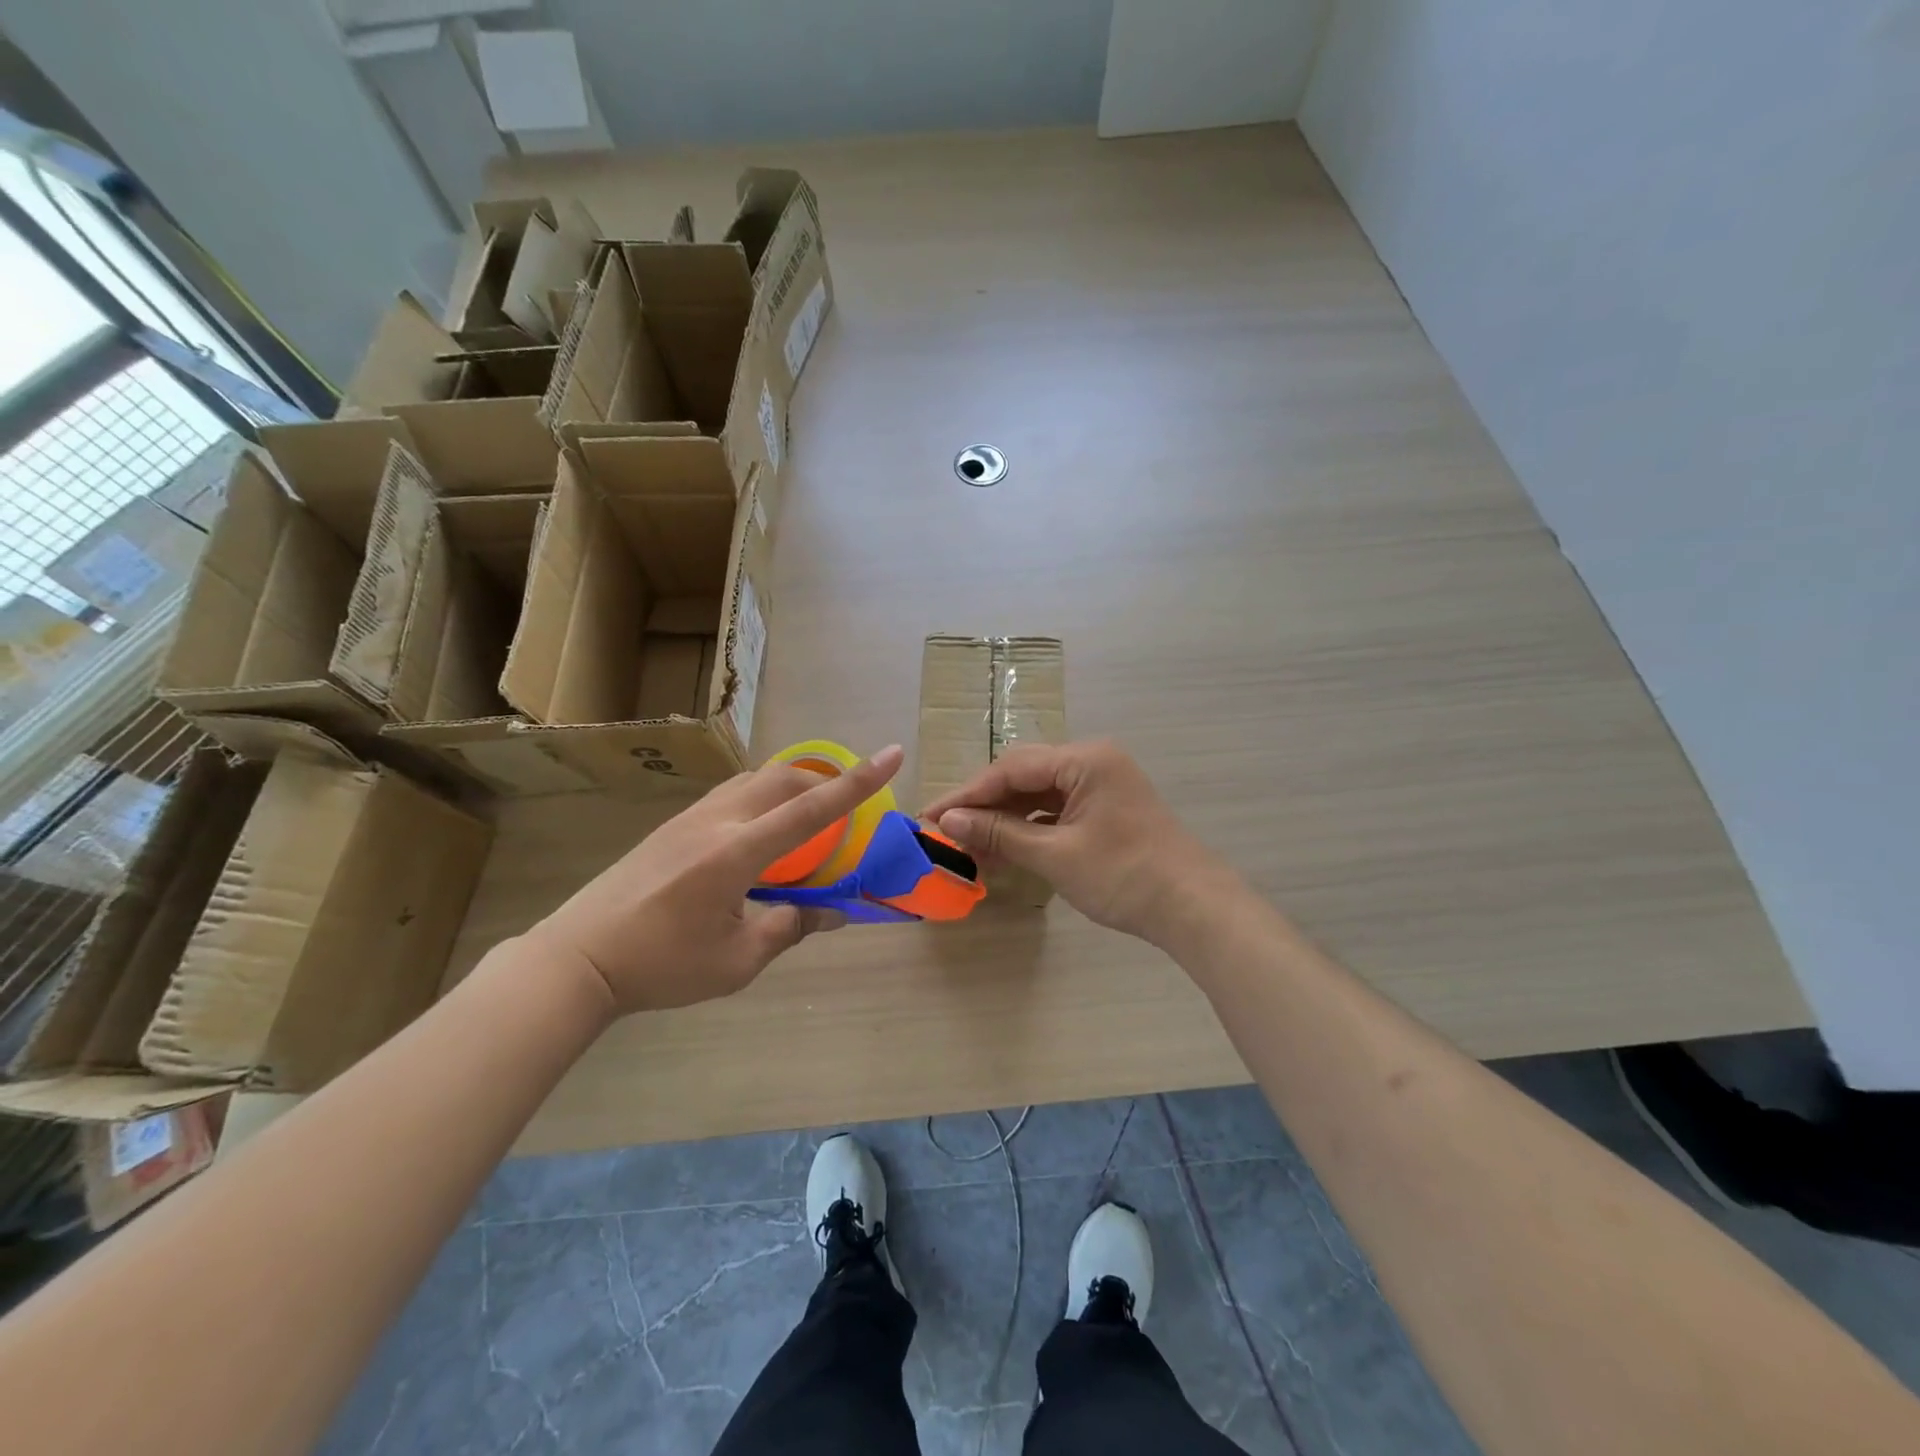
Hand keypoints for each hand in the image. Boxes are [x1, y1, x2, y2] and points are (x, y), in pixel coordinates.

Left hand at [526, 745, 904, 1013]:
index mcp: (738, 852)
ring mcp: (691, 818)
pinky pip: (733, 794)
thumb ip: (789, 928)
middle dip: (825, 782)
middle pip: (784, 778)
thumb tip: (831, 913)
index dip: (858, 782)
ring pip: (755, 780)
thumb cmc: (662, 965)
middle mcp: (717, 821)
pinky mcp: (674, 825)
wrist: (579, 958)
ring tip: (806, 821)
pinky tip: (760, 837)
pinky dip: (763, 800)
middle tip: (846, 811)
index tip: (892, 753)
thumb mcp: (737, 960)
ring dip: (792, 788)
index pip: (812, 810)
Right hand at [923, 739, 1232, 943]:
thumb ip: (999, 833)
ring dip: (1005, 821)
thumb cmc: (1123, 876)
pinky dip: (1029, 829)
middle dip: (984, 806)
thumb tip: (947, 821)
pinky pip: (1056, 811)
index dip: (968, 794)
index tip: (931, 816)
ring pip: (1038, 795)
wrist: (1193, 908)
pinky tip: (1004, 851)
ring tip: (969, 849)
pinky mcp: (1104, 809)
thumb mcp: (1055, 855)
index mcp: (1084, 759)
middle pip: (1023, 777)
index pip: (1011, 768)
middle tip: (944, 832)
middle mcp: (1092, 761)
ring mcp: (1100, 785)